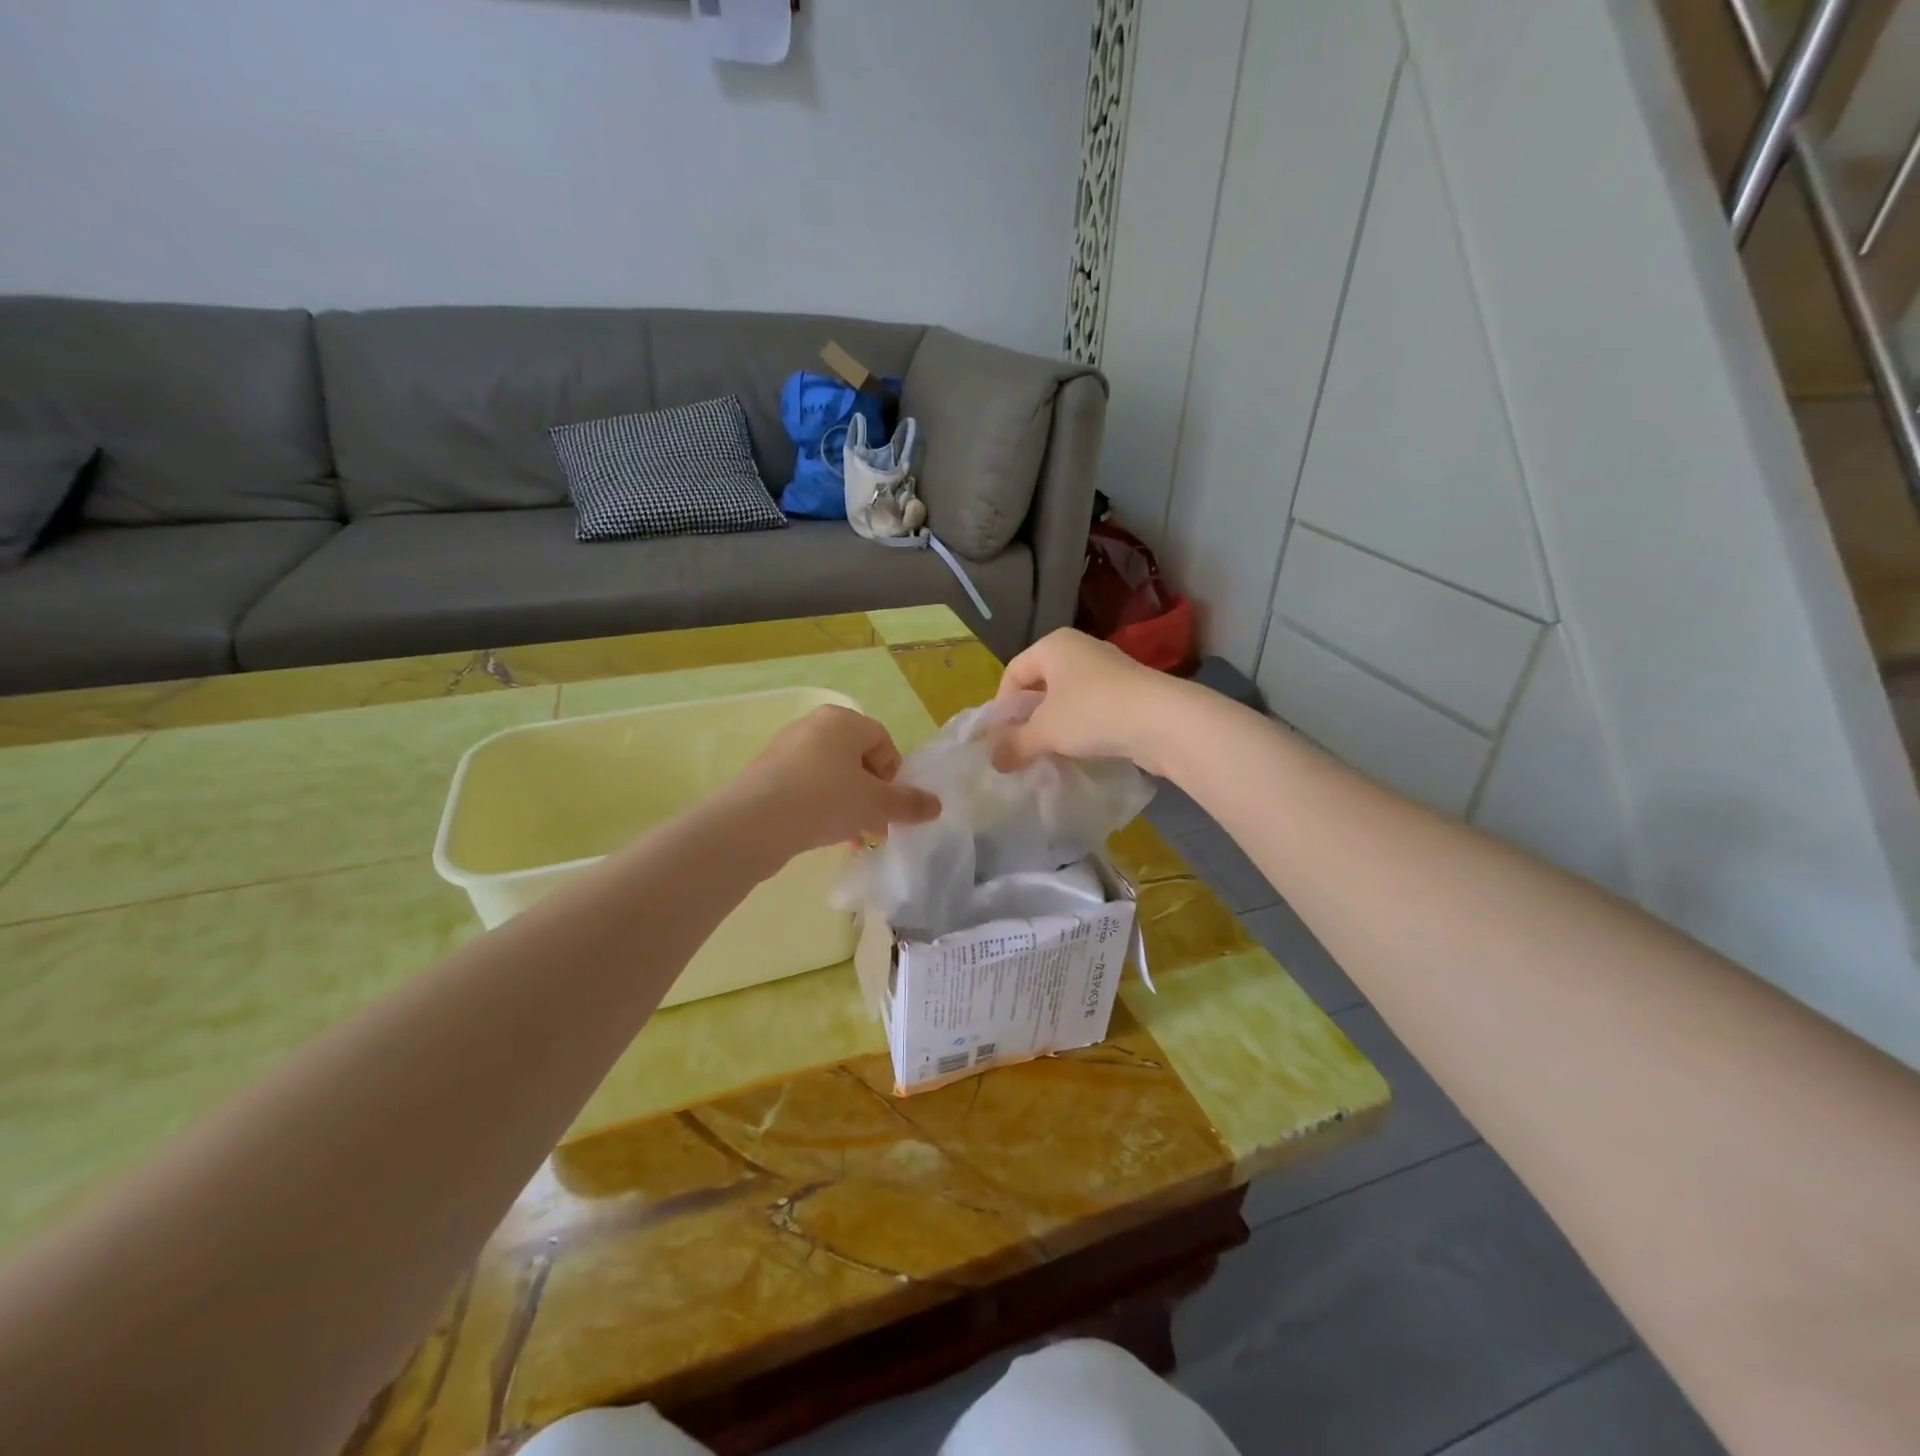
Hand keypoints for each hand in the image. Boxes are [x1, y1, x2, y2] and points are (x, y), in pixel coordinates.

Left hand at [728, 705, 940, 857]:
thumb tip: (936, 805)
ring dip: (849, 805)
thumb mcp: (876, 804)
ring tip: (852, 837)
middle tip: (876, 826)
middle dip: (872, 794)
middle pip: (856, 759)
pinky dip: (821, 808)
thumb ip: (909, 803)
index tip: (893, 805)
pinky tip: (824, 836)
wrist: (754, 822)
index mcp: (842, 720)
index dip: (894, 775)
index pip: (882, 741)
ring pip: (831, 777)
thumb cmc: (825, 800)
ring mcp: (785, 750)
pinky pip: (806, 788)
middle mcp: (812, 726)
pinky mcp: (766, 775)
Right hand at [992, 629, 1188, 774]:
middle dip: (1029, 719)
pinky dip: (1081, 730)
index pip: (1013, 672)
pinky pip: (1093, 710)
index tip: (1001, 739)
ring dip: (1055, 727)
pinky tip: (1080, 753)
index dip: (1002, 707)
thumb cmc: (1092, 713)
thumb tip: (992, 760)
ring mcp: (1109, 670)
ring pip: (1068, 699)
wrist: (1163, 721)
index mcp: (1054, 645)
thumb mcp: (1044, 731)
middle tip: (1021, 749)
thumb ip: (1014, 744)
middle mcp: (1080, 649)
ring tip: (1049, 756)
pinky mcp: (1130, 693)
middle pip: (1041, 685)